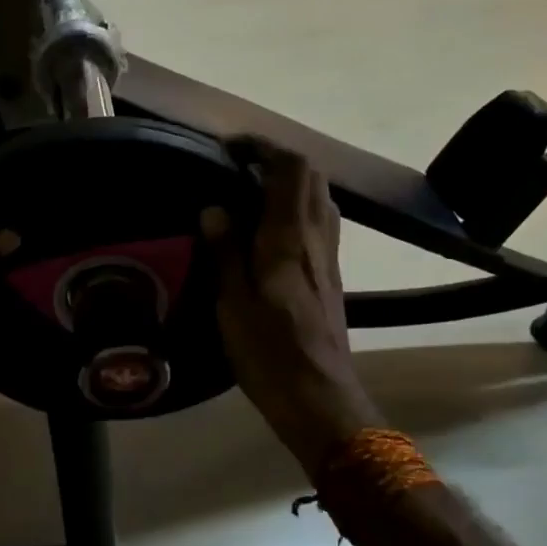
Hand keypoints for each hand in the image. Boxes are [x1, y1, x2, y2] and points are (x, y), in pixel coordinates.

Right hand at [202, 140, 375, 474]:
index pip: (291, 170)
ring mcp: (329, 256)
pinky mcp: (331, 274)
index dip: (266, 148)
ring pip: (320, 198)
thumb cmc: (269, 352)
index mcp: (289, 239)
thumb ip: (224, 252)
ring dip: (291, 182)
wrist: (320, 398)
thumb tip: (214, 207)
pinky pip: (319, 221)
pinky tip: (271, 228)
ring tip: (253, 191)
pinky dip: (298, 207)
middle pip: (312, 177)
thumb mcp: (233, 304)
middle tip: (240, 166)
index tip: (233, 147)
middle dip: (279, 160)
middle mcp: (316, 238)